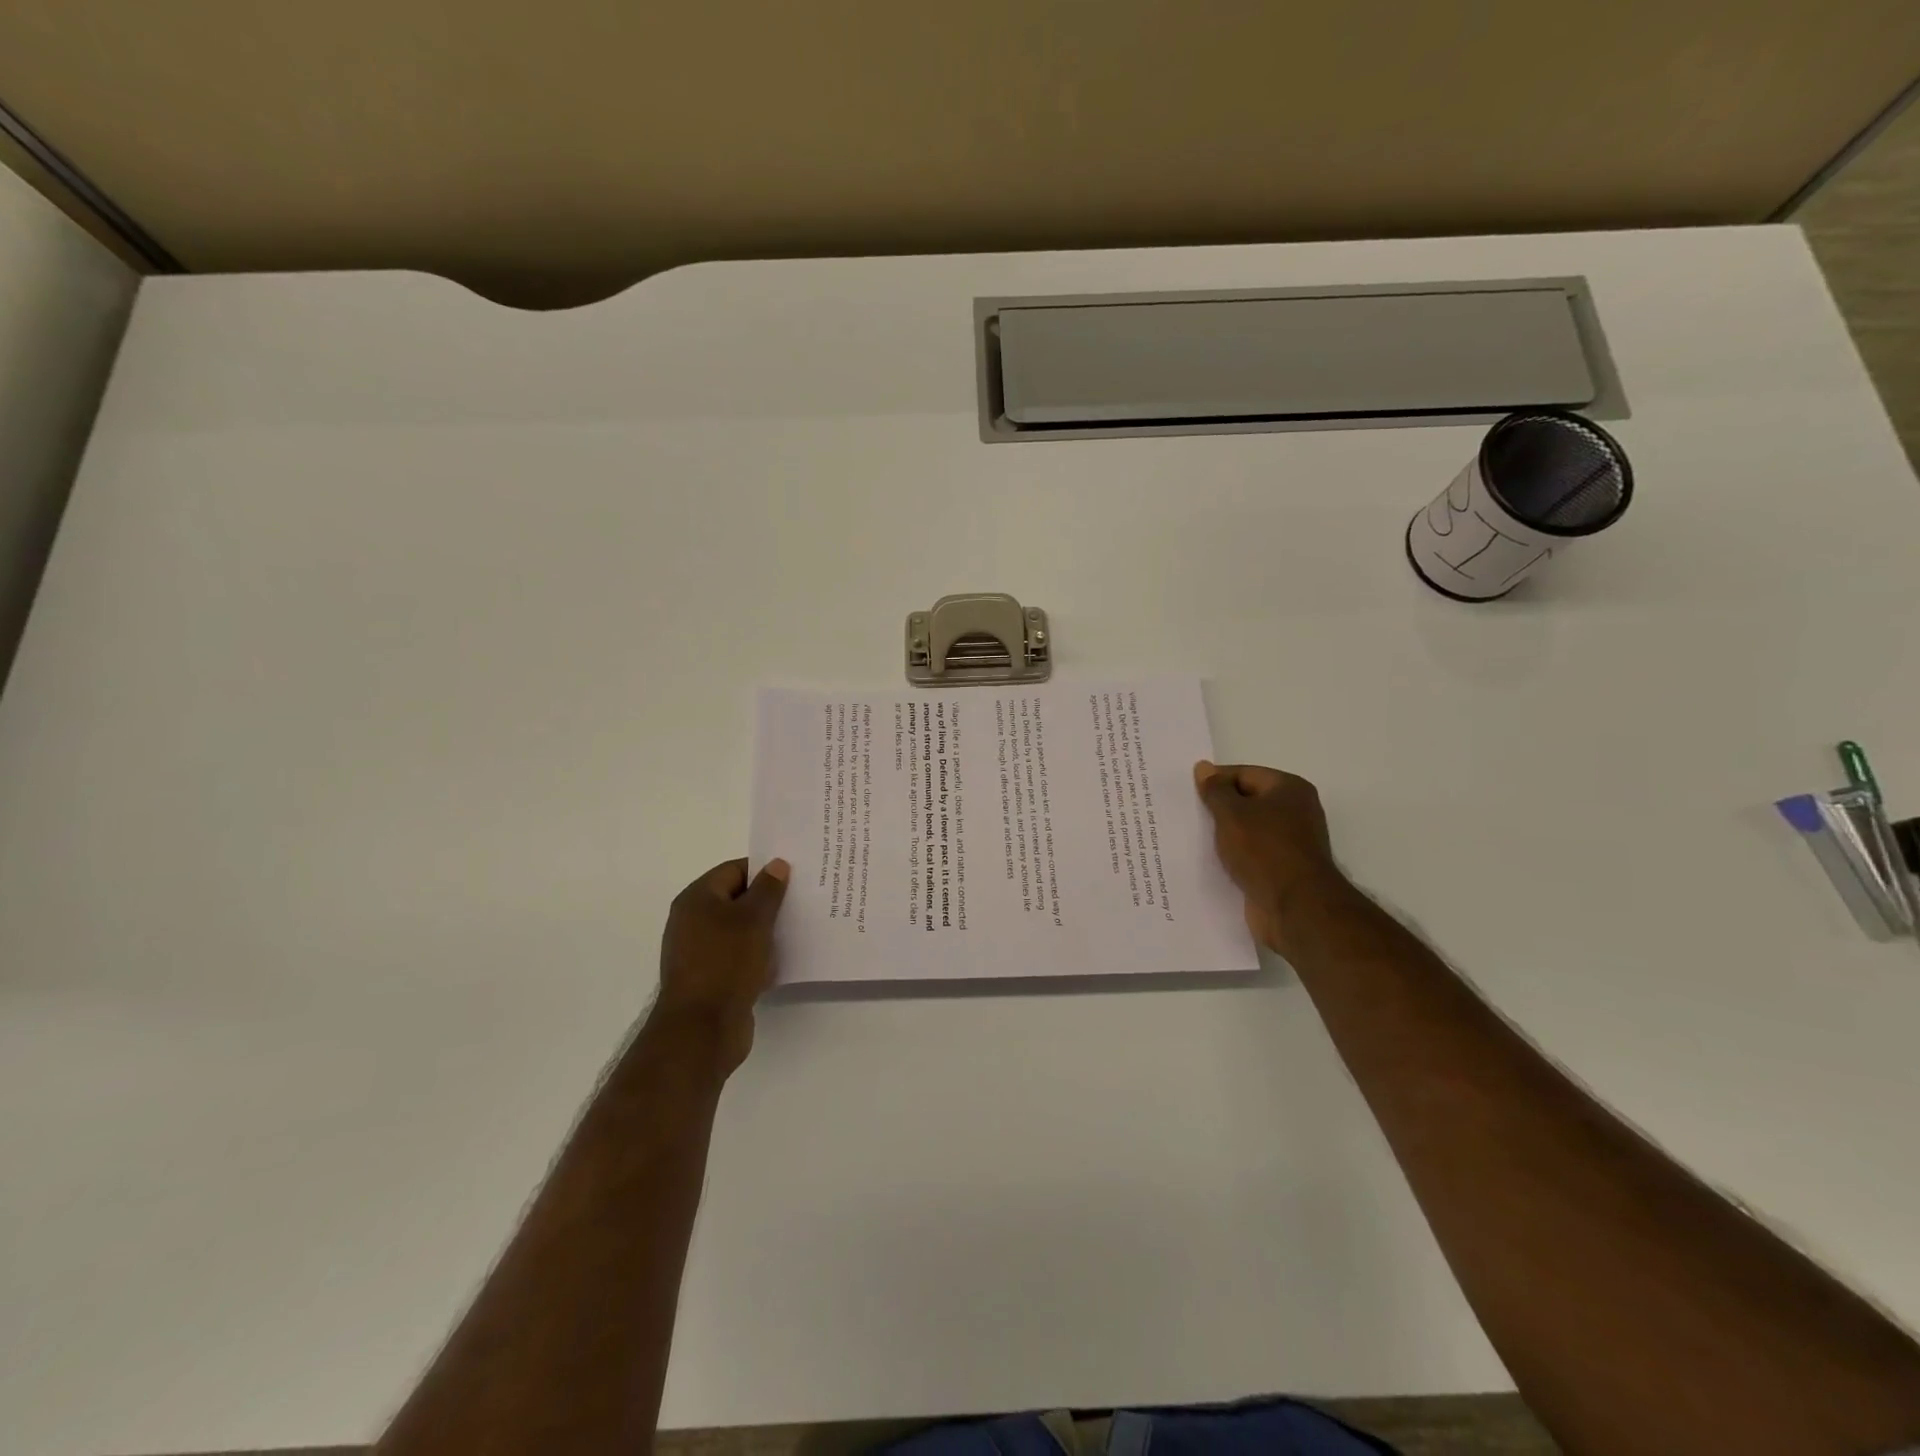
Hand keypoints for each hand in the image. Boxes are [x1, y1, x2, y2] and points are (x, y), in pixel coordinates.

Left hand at [654, 857, 789, 1072]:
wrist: (702, 1029)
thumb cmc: (726, 963)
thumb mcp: (753, 919)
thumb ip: (768, 890)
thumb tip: (776, 864)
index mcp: (697, 899)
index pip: (735, 870)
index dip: (765, 870)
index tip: (796, 875)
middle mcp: (693, 921)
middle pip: (737, 900)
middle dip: (769, 900)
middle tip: (803, 900)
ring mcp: (701, 952)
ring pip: (741, 930)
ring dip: (766, 930)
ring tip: (799, 928)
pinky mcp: (711, 978)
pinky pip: (740, 956)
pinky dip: (759, 955)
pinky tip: (783, 959)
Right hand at [1194, 761, 1341, 950]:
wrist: (1295, 908)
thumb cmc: (1264, 850)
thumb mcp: (1232, 814)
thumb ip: (1215, 790)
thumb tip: (1203, 767)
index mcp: (1290, 789)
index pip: (1244, 774)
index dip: (1215, 781)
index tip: (1187, 794)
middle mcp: (1295, 812)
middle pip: (1247, 801)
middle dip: (1218, 809)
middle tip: (1186, 815)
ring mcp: (1290, 843)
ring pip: (1247, 830)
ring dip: (1224, 835)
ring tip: (1192, 838)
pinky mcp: (1282, 870)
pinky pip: (1251, 854)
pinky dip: (1233, 856)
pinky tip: (1209, 861)